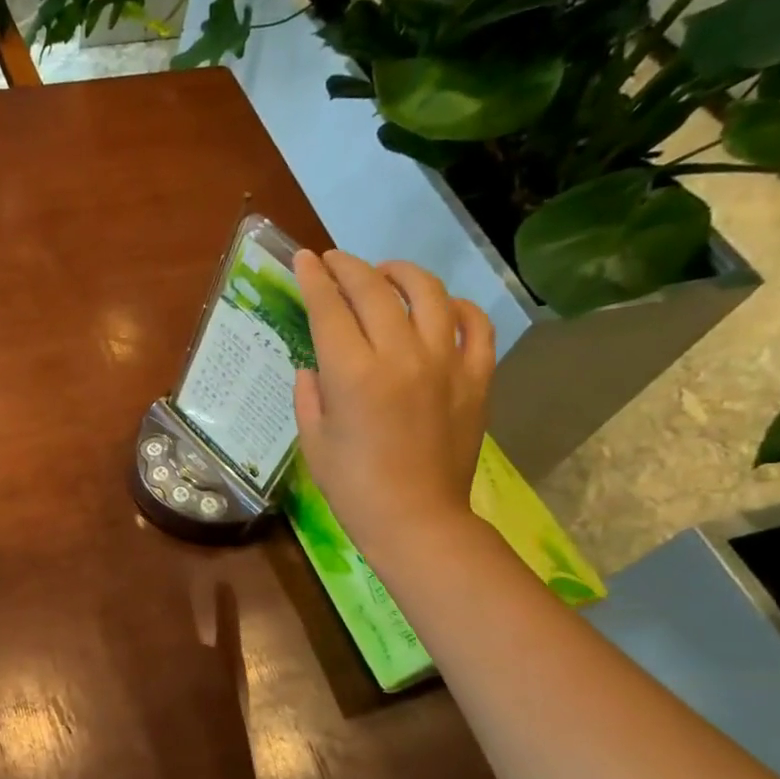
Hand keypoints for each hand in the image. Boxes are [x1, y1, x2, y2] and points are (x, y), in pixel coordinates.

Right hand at [291, 250, 494, 560]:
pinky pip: (474, 324)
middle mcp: (401, 356)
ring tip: (386, 274)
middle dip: (349, 268)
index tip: (303, 259)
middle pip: (375, 291)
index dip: (313, 279)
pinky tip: (440, 308)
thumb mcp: (314, 440)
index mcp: (352, 374)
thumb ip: (310, 394)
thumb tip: (314, 365)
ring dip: (402, 274)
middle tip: (334, 260)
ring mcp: (445, 363)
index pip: (330, 309)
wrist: (416, 519)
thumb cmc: (353, 486)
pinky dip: (457, 307)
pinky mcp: (476, 377)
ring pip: (429, 294)